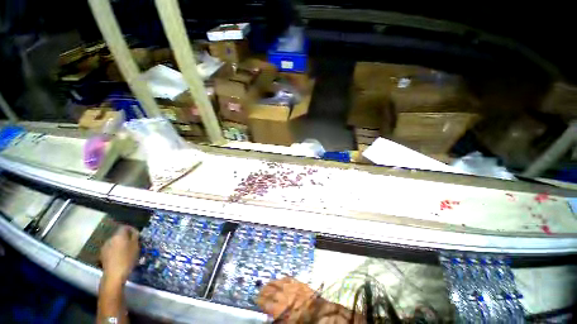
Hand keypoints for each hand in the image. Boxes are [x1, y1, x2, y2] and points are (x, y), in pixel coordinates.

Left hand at [100, 225, 139, 283]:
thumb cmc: (127, 258)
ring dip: (120, 244)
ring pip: (114, 242)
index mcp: (119, 235)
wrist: (114, 274)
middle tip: (133, 243)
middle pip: (119, 235)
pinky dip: (116, 250)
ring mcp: (104, 247)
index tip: (137, 234)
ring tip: (127, 250)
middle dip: (126, 237)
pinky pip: (111, 248)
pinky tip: (120, 256)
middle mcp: (110, 239)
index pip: (125, 227)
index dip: (131, 229)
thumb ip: (135, 236)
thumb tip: (134, 232)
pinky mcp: (102, 254)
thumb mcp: (136, 246)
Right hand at [257, 277, 316, 320]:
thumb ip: (277, 319)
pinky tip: (280, 278)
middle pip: (271, 291)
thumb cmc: (303, 321)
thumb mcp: (287, 323)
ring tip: (267, 283)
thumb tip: (269, 316)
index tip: (255, 299)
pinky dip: (283, 278)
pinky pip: (288, 278)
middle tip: (259, 291)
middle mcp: (284, 296)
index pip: (266, 303)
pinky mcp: (298, 283)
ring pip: (278, 283)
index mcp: (280, 308)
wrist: (319, 313)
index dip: (260, 301)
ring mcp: (291, 287)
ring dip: (271, 283)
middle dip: (263, 291)